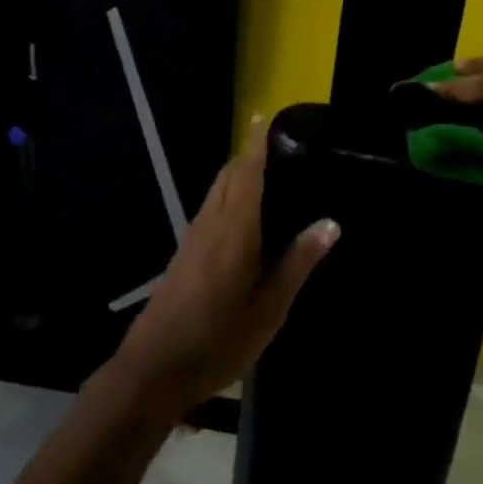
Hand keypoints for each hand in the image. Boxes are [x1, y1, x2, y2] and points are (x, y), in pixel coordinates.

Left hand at [114, 118, 338, 416]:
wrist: (153, 369)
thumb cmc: (219, 340)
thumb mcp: (269, 309)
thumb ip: (298, 263)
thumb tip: (329, 223)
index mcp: (234, 230)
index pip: (246, 172)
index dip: (255, 142)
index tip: (264, 115)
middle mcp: (210, 223)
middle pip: (228, 175)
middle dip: (248, 154)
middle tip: (278, 146)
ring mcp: (192, 237)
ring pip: (217, 190)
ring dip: (237, 174)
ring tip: (267, 173)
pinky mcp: (184, 253)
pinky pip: (211, 208)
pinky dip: (229, 196)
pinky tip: (245, 216)